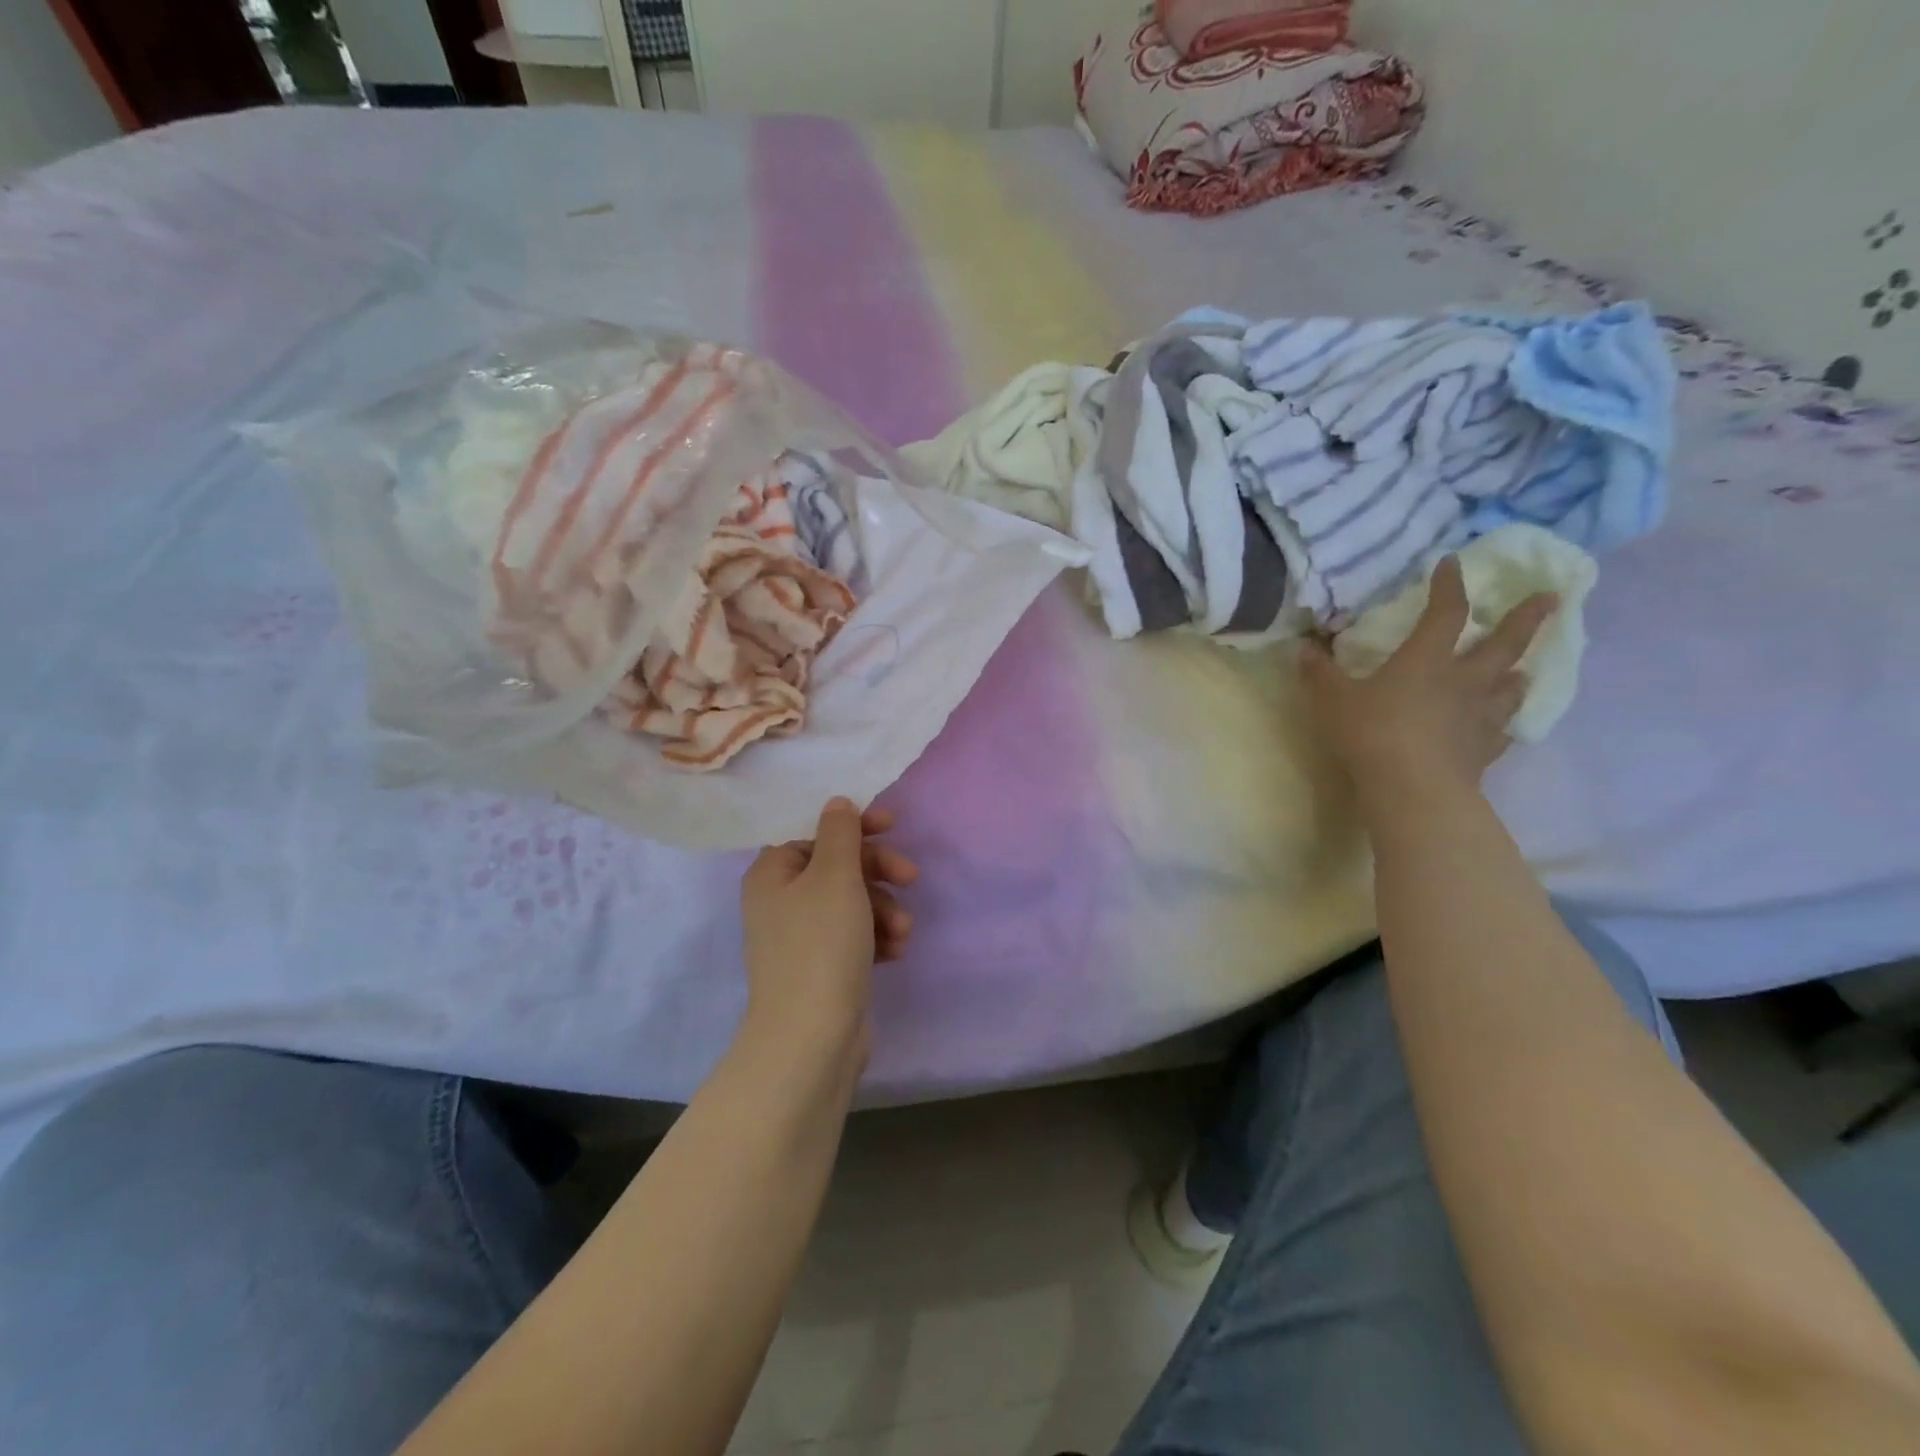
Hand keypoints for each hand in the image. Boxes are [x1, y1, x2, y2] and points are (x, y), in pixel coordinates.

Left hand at [739, 798, 917, 1063]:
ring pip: (852, 903)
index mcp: (772, 873)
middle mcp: (781, 902)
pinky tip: (895, 952)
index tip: (892, 825)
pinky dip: (877, 938)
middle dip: (878, 871)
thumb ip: (840, 833)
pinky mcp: (822, 968)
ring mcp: (801, 938)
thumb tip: (837, 803)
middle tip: (911, 877)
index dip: (854, 827)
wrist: (811, 1038)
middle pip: (837, 867)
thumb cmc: (821, 945)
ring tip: (902, 932)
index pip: (814, 832)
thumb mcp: (834, 877)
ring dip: (884, 909)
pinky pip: (854, 936)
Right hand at [1300, 556, 1555, 804]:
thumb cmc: (1371, 734)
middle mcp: (1463, 680)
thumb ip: (1319, 673)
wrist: (1413, 789)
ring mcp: (1480, 716)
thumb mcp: (1332, 700)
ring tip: (1523, 669)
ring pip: (1511, 686)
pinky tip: (1501, 726)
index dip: (1450, 585)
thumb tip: (1303, 647)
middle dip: (1527, 618)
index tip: (1454, 562)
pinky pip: (1503, 730)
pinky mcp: (1485, 750)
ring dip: (1518, 673)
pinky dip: (1504, 723)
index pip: (1445, 612)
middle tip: (1552, 597)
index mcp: (1426, 659)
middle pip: (1503, 643)